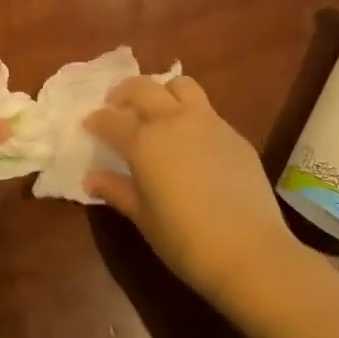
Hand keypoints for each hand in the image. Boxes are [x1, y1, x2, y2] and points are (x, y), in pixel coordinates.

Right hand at [84, 75, 296, 298]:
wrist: (249, 251)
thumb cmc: (184, 239)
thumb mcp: (143, 217)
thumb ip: (116, 190)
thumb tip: (92, 179)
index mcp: (144, 141)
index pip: (111, 120)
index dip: (96, 120)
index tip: (89, 125)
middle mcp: (173, 121)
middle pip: (143, 87)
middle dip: (124, 93)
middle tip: (118, 107)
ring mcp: (208, 123)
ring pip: (181, 86)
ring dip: (163, 91)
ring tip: (158, 112)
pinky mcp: (234, 135)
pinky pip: (207, 112)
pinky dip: (191, 116)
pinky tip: (192, 143)